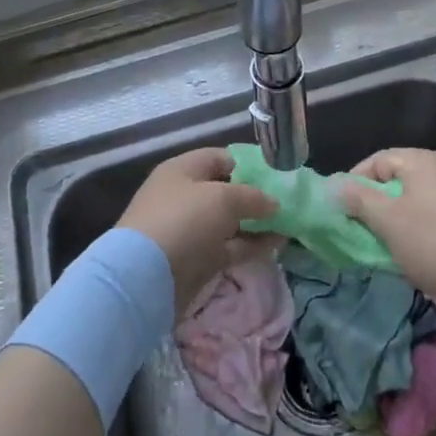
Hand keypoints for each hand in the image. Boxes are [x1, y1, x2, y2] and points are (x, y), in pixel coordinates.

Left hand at [120, 147, 277, 314]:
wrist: (145, 277)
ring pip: (230, 222)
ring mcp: (190, 230)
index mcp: (183, 170)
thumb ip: (253, 197)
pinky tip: (278, 245)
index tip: (277, 176)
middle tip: (287, 203)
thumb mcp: (223, 199)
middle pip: (226, 191)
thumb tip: (273, 203)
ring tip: (290, 225)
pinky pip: (230, 246)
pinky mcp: (197, 259)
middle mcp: (185, 196)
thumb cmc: (184, 221)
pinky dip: (252, 245)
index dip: (249, 164)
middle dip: (256, 197)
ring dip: (257, 224)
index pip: (220, 158)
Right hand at [333, 148, 435, 315]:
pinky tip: (408, 256)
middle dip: (372, 205)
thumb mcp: (388, 220)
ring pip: (412, 202)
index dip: (354, 182)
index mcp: (423, 161)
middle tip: (356, 230)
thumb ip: (358, 200)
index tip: (339, 209)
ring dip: (392, 222)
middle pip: (395, 180)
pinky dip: (413, 232)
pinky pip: (430, 218)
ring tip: (378, 246)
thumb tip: (334, 186)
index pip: (377, 160)